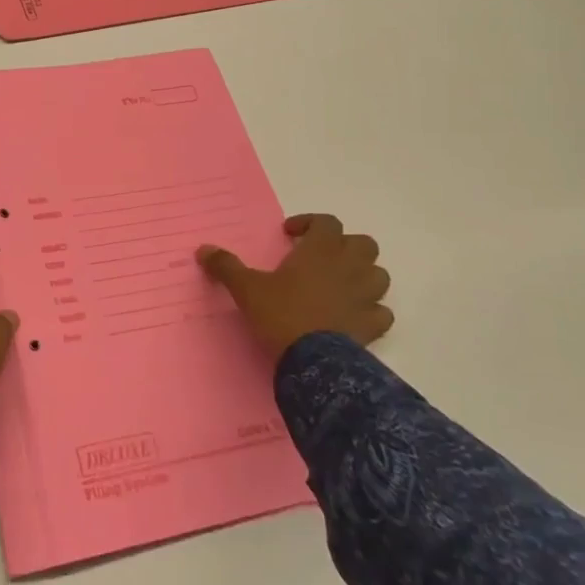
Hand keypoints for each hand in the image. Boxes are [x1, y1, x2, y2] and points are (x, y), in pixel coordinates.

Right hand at [197, 213, 392, 358]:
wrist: (313, 362)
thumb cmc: (280, 314)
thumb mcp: (246, 288)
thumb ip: (226, 266)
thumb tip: (202, 249)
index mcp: (320, 251)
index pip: (326, 222)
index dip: (310, 223)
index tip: (290, 235)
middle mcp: (348, 267)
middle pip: (363, 244)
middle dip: (345, 247)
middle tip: (321, 258)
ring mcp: (365, 297)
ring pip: (379, 275)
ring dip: (364, 276)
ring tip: (341, 285)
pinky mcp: (373, 325)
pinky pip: (382, 312)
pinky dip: (372, 311)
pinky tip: (354, 316)